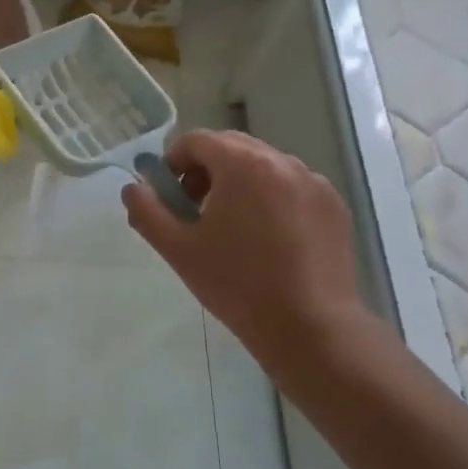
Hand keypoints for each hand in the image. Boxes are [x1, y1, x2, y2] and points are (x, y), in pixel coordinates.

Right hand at [122, 130, 363, 353]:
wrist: (310, 327)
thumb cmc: (237, 284)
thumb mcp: (177, 249)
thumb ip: (147, 211)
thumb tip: (134, 188)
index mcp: (243, 165)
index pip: (197, 141)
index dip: (174, 162)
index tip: (168, 196)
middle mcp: (282, 161)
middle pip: (231, 147)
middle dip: (205, 170)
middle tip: (194, 210)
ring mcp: (314, 182)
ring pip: (263, 166)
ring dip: (238, 183)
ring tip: (232, 227)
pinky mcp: (333, 206)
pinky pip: (291, 186)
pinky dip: (271, 198)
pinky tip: (267, 240)